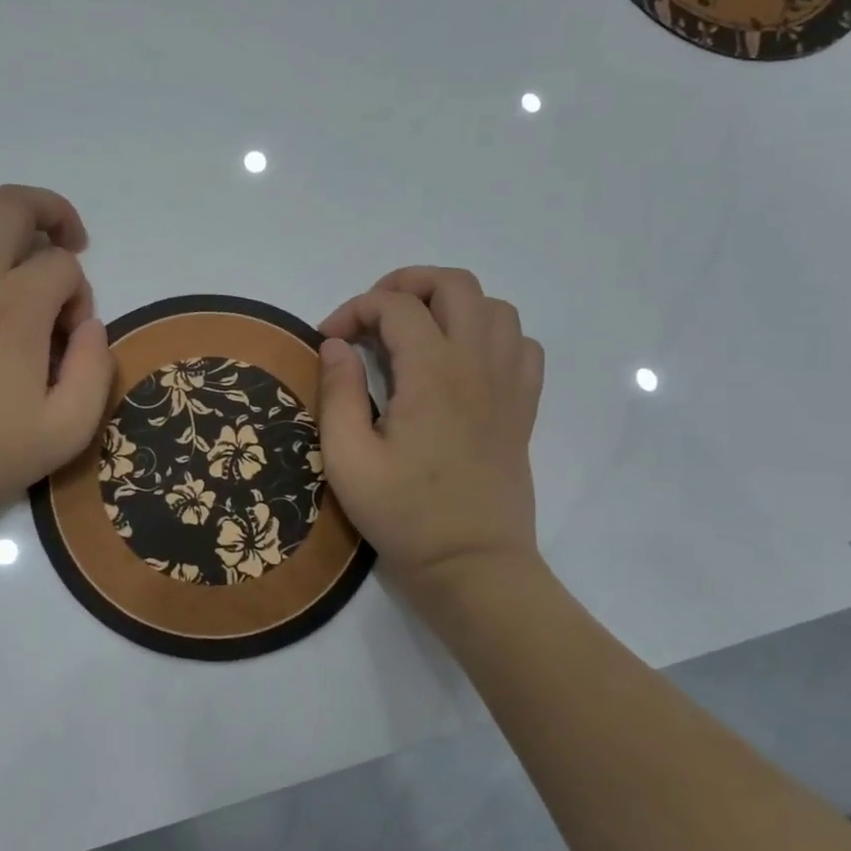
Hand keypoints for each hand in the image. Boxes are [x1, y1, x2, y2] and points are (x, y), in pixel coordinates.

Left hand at [0, 184, 113, 548]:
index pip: (62, 266)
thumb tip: (89, 324)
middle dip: (54, 215)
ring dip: (6, 207)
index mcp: (17, 311)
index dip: (80, 293)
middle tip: (70, 245)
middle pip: (15, 206)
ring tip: (25, 236)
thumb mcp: (68, 429)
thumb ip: (96, 368)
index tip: (68, 338)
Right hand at [317, 267, 544, 603]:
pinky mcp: (523, 407)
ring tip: (415, 333)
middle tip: (372, 317)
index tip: (328, 342)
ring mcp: (508, 384)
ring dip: (450, 306)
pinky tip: (461, 361)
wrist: (472, 565)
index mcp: (432, 374)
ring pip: (494, 307)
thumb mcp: (347, 458)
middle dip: (406, 285)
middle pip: (454, 285)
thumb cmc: (404, 514)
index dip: (353, 310)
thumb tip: (335, 344)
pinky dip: (490, 335)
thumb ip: (337, 392)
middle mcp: (477, 364)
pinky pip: (521, 344)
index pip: (395, 305)